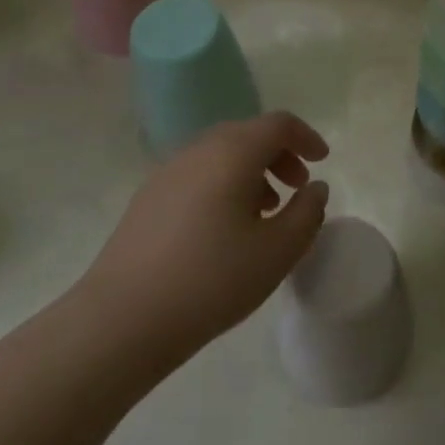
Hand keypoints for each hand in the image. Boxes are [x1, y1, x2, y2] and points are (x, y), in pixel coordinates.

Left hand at [73, 111, 329, 374]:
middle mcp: (198, 151)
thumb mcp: (278, 250)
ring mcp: (167, 173)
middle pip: (248, 135)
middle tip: (297, 188)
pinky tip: (225, 229)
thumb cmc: (212, 279)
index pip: (278, 124)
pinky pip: (197, 175)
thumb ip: (307, 213)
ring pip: (220, 155)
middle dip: (279, 155)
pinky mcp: (147, 200)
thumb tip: (314, 188)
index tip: (323, 162)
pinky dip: (223, 185)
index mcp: (233, 152)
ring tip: (265, 212)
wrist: (121, 321)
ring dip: (251, 172)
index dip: (306, 137)